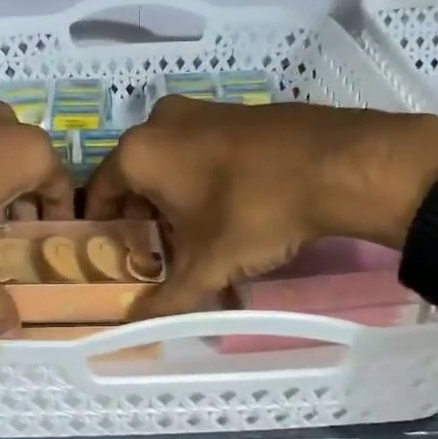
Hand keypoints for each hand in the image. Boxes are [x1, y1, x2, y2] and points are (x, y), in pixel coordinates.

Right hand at [84, 98, 437, 318]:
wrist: (337, 163)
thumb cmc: (253, 211)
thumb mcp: (207, 265)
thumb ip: (167, 298)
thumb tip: (136, 328)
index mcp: (139, 152)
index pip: (100, 192)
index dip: (103, 227)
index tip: (114, 254)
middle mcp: (161, 121)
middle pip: (136, 177)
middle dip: (143, 216)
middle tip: (156, 253)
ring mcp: (202, 110)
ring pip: (171, 161)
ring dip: (174, 198)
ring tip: (195, 237)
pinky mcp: (237, 110)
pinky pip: (203, 148)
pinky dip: (203, 177)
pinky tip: (229, 208)